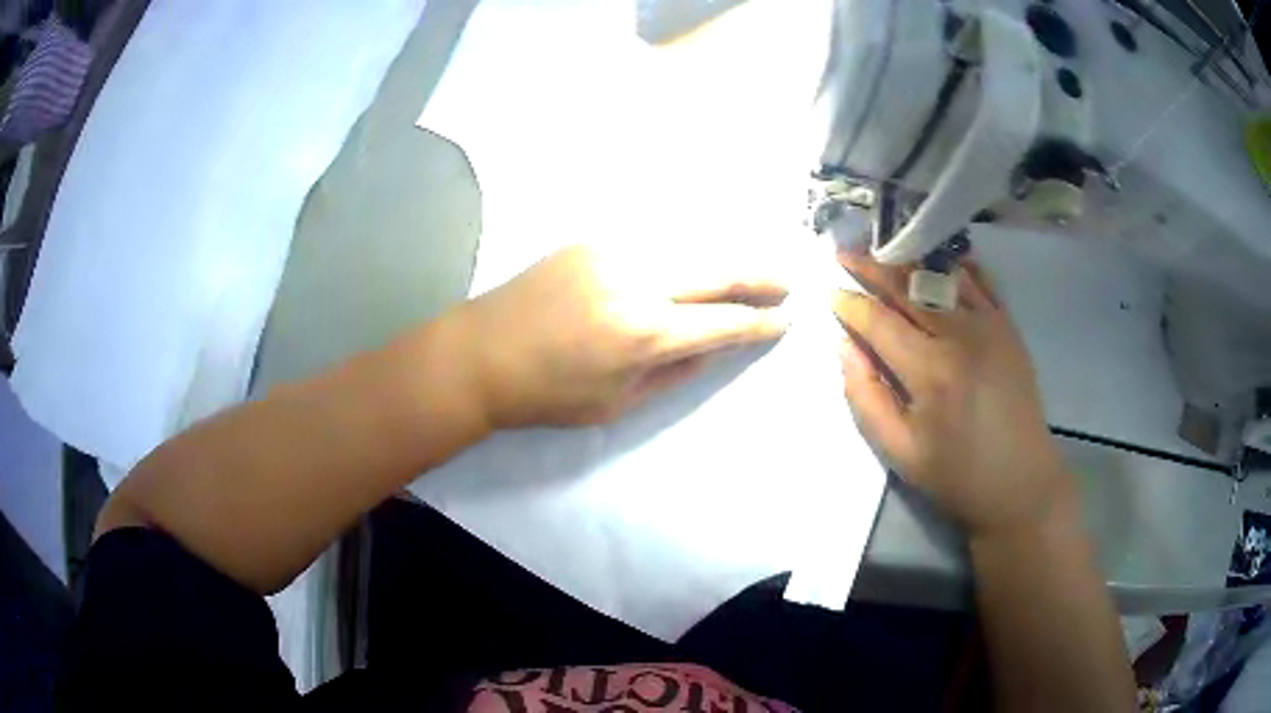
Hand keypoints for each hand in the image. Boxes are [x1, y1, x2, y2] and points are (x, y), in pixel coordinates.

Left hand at [456, 246, 789, 427]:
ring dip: (722, 261)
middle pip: (717, 270)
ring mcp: (612, 253)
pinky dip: (679, 256)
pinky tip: (689, 266)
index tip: (786, 320)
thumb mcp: (616, 403)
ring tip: (746, 273)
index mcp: (643, 334)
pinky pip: (651, 245)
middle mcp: (636, 282)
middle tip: (786, 283)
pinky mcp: (590, 241)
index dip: (760, 323)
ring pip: (687, 249)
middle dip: (759, 277)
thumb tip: (713, 346)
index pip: (722, 324)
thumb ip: (673, 372)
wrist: (479, 354)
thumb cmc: (546, 395)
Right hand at [832, 253, 1072, 537]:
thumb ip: (865, 396)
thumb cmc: (957, 475)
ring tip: (882, 250)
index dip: (849, 303)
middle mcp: (961, 335)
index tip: (827, 291)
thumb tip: (844, 346)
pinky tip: (935, 260)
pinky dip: (954, 266)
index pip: (879, 321)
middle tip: (843, 253)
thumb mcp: (900, 451)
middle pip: (908, 286)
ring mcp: (990, 325)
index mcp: (930, 370)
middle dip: (871, 267)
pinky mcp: (1009, 327)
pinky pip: (980, 281)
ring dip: (908, 260)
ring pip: (942, 275)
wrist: (1021, 484)